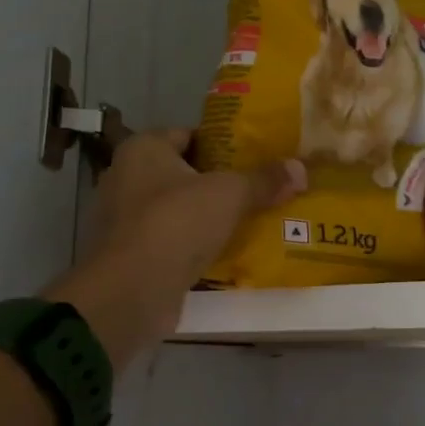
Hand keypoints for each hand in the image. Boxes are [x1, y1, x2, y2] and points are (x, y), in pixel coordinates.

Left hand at [46, 130, 303, 365]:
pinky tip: (226, 253)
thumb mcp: (230, 194)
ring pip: (177, 210)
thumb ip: (264, 180)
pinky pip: (170, 241)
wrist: (132, 291)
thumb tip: (301, 168)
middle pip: (183, 173)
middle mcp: (126, 177)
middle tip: (259, 189)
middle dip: (218, 183)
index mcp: (142, 149)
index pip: (187, 134)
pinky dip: (193, 245)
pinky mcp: (130, 255)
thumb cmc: (176, 223)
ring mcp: (124, 219)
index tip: (255, 156)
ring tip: (249, 221)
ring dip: (207, 217)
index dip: (222, 143)